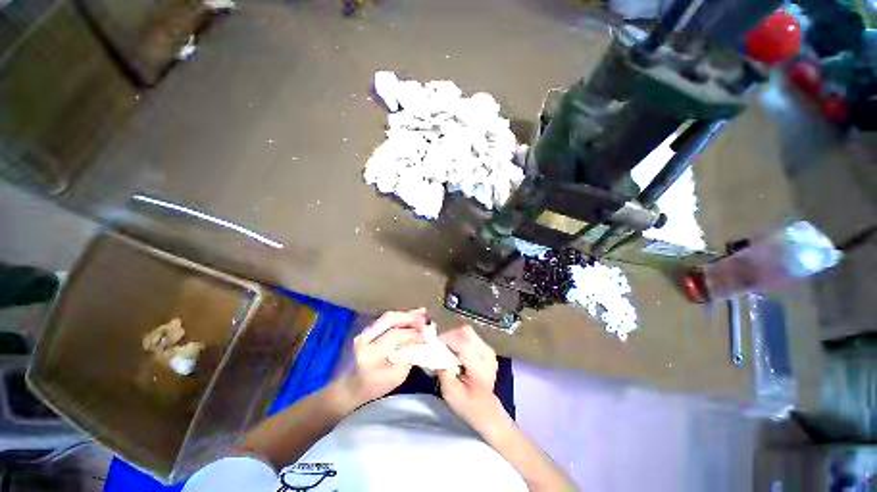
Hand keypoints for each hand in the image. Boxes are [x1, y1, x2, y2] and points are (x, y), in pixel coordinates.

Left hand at [337, 309, 426, 407]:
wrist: (352, 386)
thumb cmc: (375, 386)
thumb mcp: (397, 377)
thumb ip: (409, 356)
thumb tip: (421, 339)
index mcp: (371, 354)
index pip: (395, 336)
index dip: (412, 333)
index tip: (425, 336)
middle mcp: (365, 338)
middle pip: (390, 319)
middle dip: (410, 317)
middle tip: (424, 320)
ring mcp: (364, 332)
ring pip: (388, 316)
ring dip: (406, 315)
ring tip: (422, 314)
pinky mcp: (367, 329)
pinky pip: (386, 319)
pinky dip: (400, 317)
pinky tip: (412, 315)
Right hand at [437, 326, 507, 434]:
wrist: (487, 411)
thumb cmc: (467, 405)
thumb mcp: (450, 393)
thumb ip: (443, 371)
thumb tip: (435, 352)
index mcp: (480, 367)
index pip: (463, 344)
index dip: (446, 340)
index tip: (434, 345)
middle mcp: (486, 353)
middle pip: (466, 332)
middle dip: (450, 336)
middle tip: (440, 348)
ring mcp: (488, 349)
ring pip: (467, 331)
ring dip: (454, 337)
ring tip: (447, 351)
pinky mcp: (486, 348)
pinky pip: (470, 336)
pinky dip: (459, 340)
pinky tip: (456, 353)